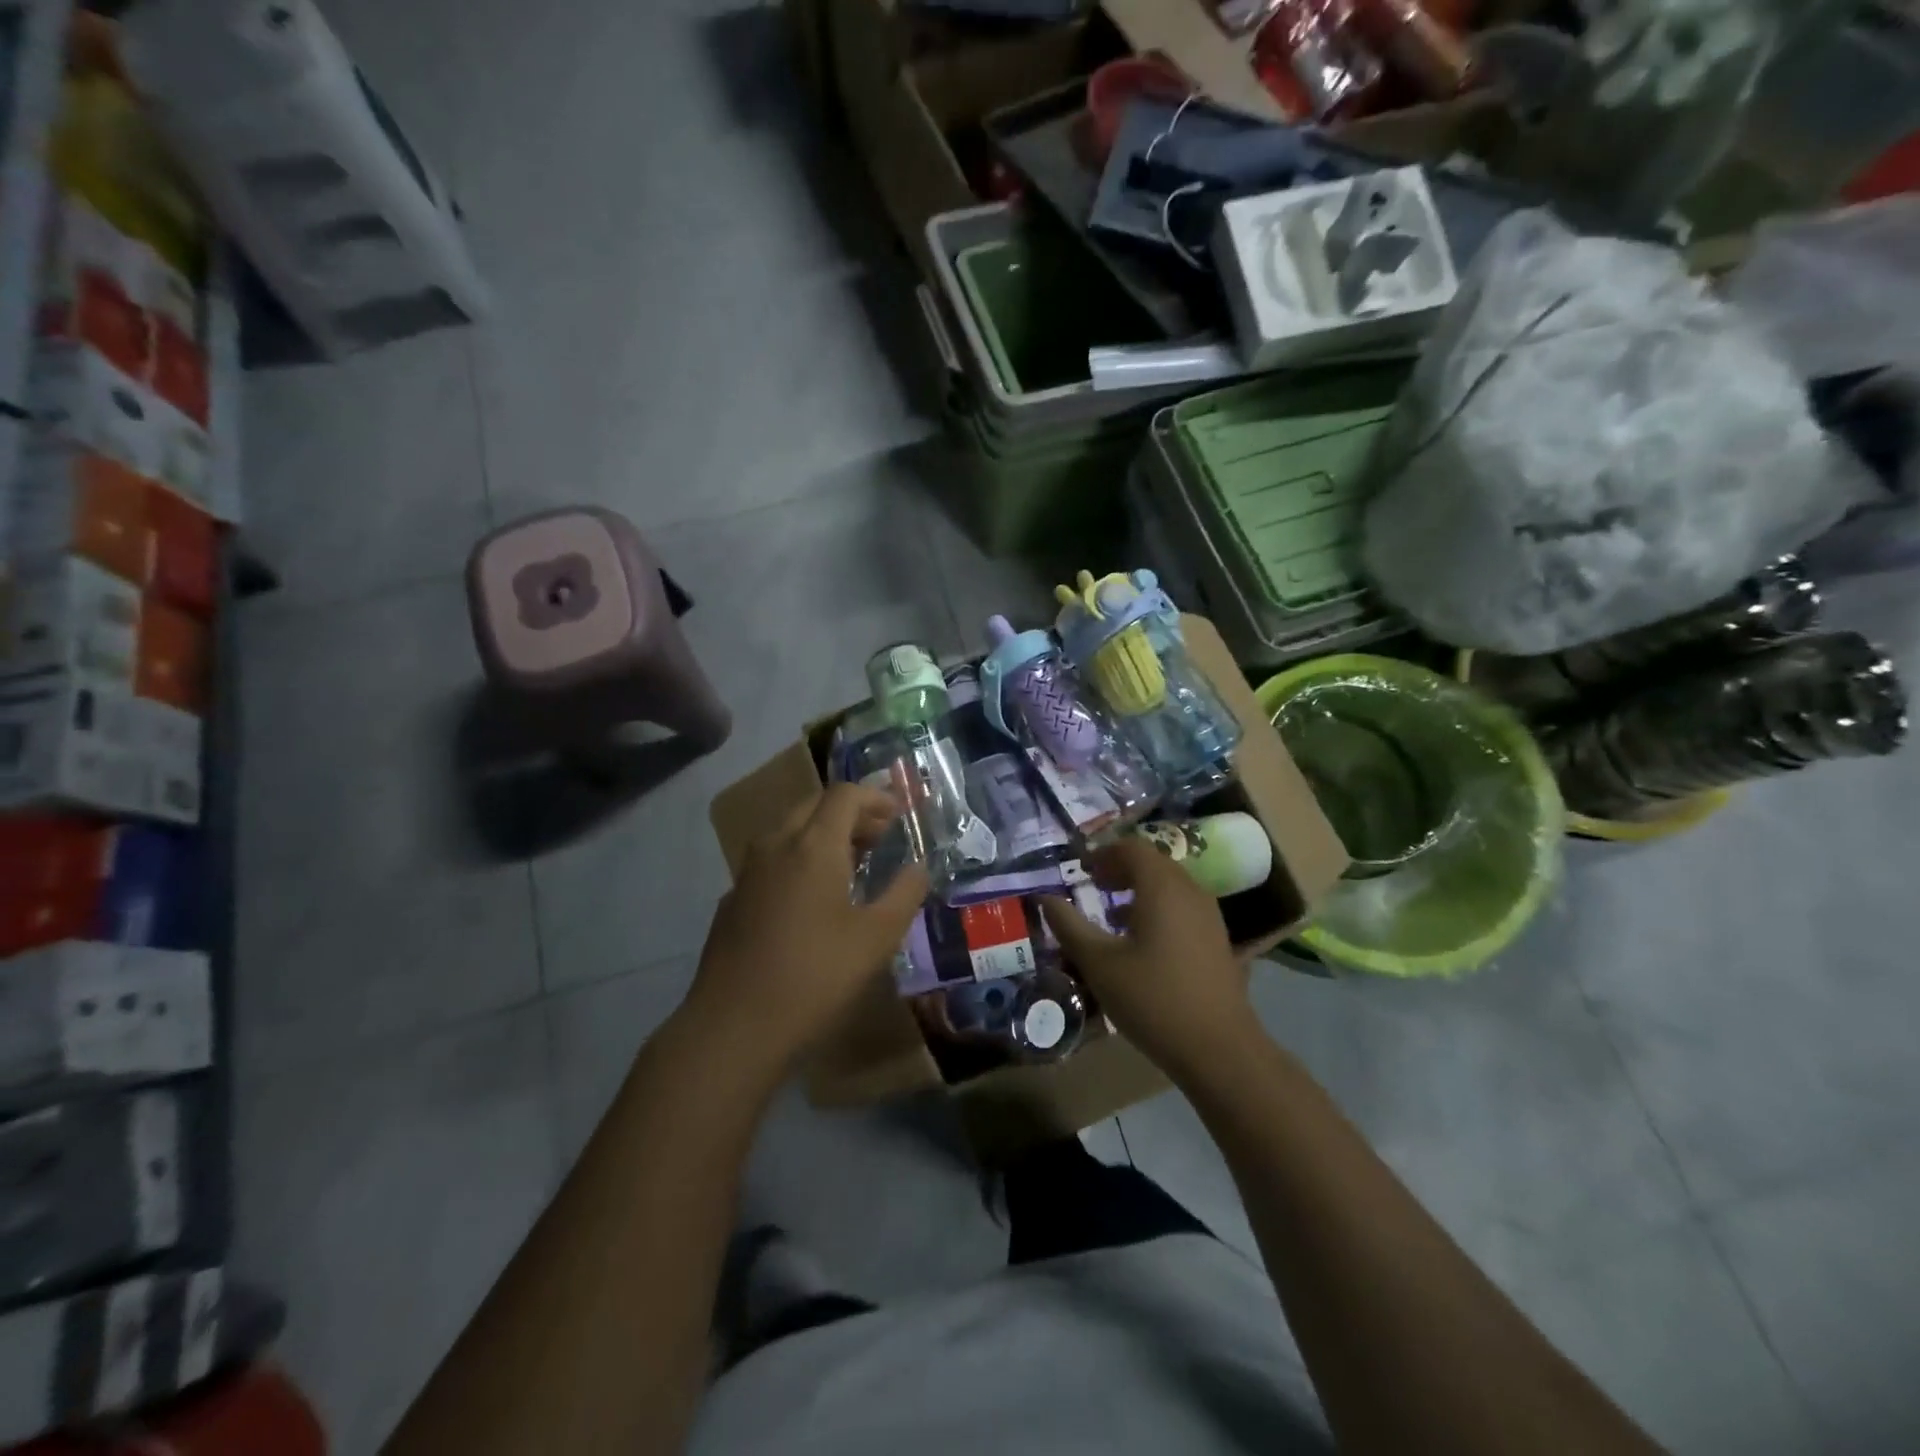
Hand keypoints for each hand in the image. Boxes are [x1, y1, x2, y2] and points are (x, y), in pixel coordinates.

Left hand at [686, 783, 928, 1079]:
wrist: (733, 1026)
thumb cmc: (815, 976)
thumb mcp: (876, 938)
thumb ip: (904, 893)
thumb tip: (919, 867)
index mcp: (813, 845)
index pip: (845, 795)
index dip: (875, 797)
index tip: (899, 814)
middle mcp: (776, 845)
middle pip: (814, 805)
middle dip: (851, 813)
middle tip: (880, 837)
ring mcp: (748, 872)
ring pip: (789, 831)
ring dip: (823, 834)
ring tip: (852, 864)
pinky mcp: (733, 899)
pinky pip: (772, 860)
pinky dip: (799, 858)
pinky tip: (812, 898)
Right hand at [1041, 837, 1252, 1080]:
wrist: (1219, 1048)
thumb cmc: (1152, 998)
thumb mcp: (1099, 963)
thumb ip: (1069, 925)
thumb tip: (1044, 898)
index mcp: (1162, 887)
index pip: (1131, 848)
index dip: (1103, 853)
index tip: (1081, 870)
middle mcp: (1190, 891)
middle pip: (1153, 863)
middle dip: (1121, 869)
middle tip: (1094, 886)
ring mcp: (1209, 916)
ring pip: (1170, 886)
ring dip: (1140, 890)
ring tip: (1113, 915)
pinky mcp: (1218, 940)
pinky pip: (1183, 908)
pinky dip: (1159, 909)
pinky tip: (1143, 942)